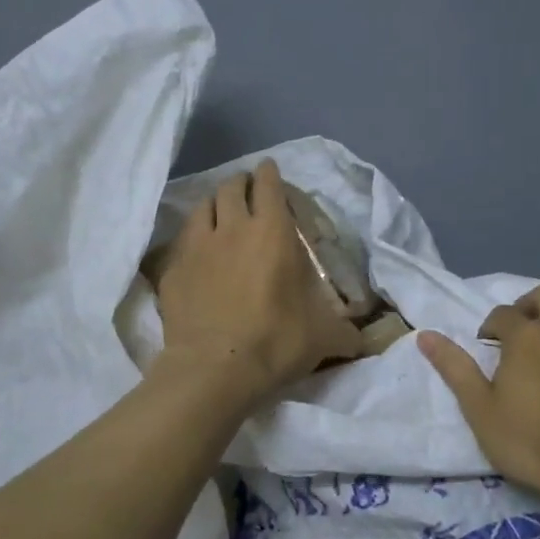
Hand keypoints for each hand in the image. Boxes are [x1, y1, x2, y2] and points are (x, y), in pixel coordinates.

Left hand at [155, 160, 363, 407]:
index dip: (269, 174)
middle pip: (231, 187)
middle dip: (240, 184)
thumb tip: (366, 341)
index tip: (269, 170)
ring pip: (202, 206)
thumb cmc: (275, 342)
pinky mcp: (173, 267)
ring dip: (214, 204)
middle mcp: (232, 228)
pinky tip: (196, 251)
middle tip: (247, 192)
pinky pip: (182, 239)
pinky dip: (192, 238)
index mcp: (272, 232)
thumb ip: (345, 333)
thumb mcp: (323, 338)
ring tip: (219, 214)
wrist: (214, 368)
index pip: (268, 185)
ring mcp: (197, 245)